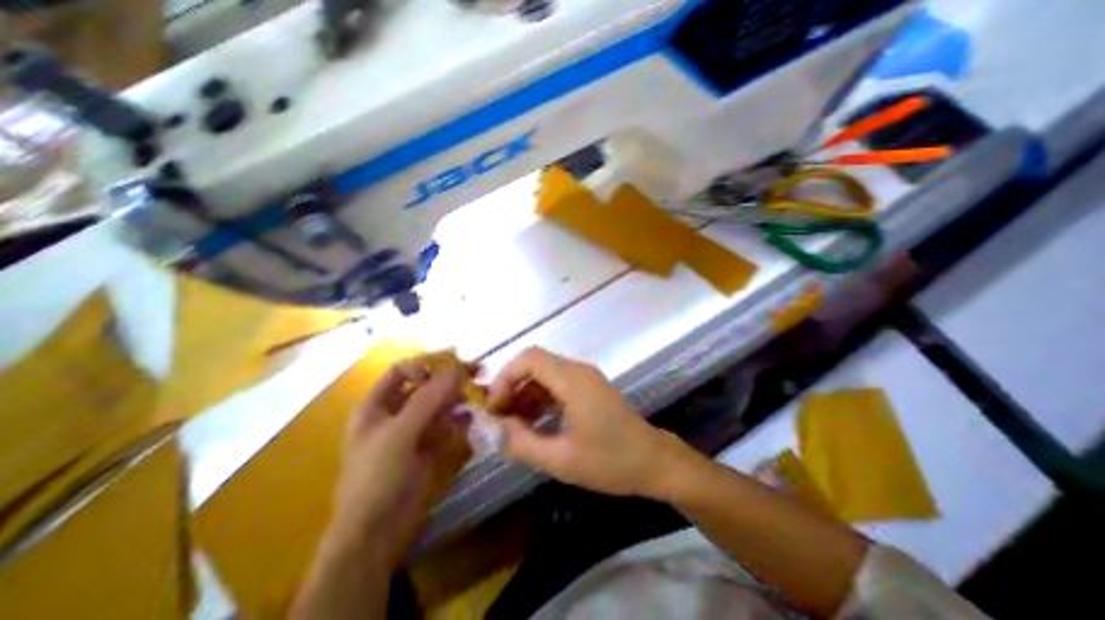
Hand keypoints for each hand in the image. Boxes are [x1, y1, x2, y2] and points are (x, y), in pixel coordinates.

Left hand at [324, 356, 466, 568]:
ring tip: (477, 394)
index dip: (425, 365)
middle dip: (448, 379)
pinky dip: (458, 420)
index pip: (402, 371)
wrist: (377, 534)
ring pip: (438, 404)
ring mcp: (413, 431)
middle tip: (476, 372)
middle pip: (424, 386)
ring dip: (457, 398)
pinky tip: (469, 420)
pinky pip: (446, 425)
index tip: (452, 365)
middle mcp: (395, 414)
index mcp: (377, 406)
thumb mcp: (400, 433)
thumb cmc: (378, 477)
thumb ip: (429, 398)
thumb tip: (456, 369)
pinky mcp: (428, 447)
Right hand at [487, 349, 688, 498]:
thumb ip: (523, 444)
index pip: (530, 358)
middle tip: (500, 416)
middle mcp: (578, 371)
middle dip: (512, 385)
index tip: (495, 406)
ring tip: (512, 422)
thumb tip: (497, 429)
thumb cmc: (611, 461)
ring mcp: (584, 378)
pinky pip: (556, 384)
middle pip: (535, 363)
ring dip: (524, 392)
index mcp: (573, 381)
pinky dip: (539, 397)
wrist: (653, 461)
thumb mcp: (562, 461)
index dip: (506, 377)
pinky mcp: (587, 388)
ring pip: (544, 373)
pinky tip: (532, 422)